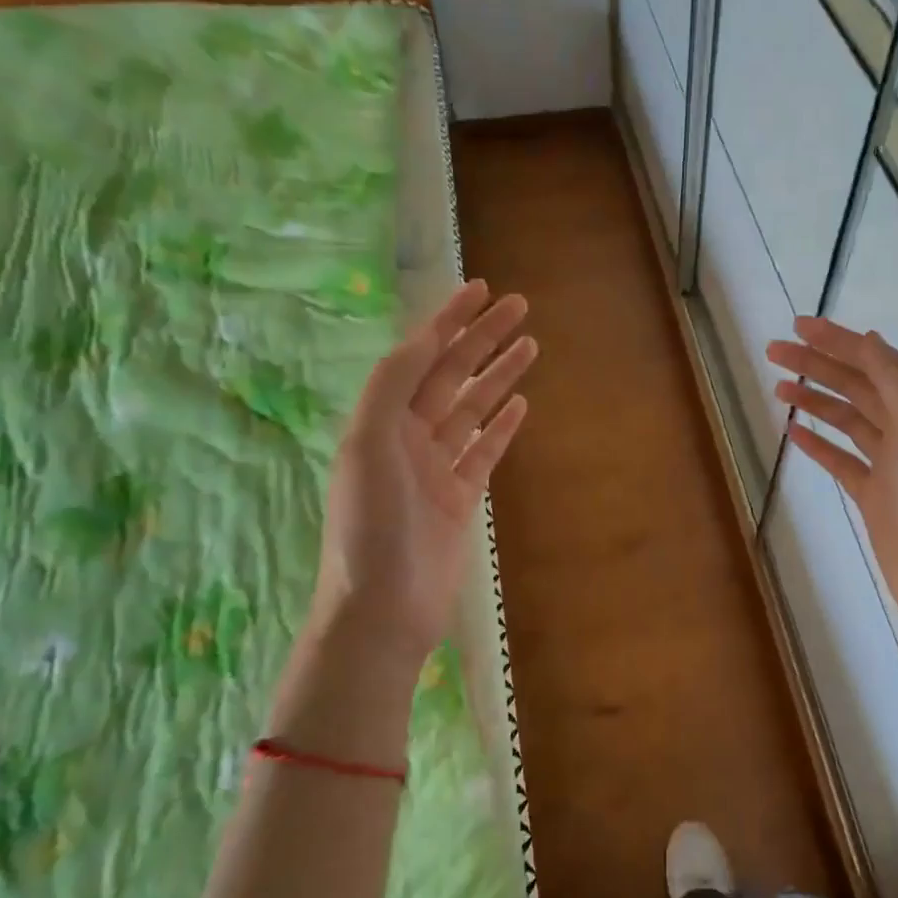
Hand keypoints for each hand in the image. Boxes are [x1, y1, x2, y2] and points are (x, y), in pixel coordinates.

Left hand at [311, 280, 535, 662]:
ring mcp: (435, 468)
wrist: (384, 608)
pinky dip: (502, 425)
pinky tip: (520, 404)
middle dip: (482, 339)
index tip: (481, 290)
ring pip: (472, 409)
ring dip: (498, 376)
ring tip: (530, 345)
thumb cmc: (370, 526)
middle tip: (520, 308)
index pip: (420, 356)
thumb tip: (423, 341)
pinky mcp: (459, 498)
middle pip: (451, 376)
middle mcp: (406, 437)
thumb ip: (391, 388)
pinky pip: (483, 451)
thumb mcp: (368, 445)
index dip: (449, 320)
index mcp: (380, 420)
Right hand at [767, 317, 897, 674]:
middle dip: (817, 366)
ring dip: (815, 399)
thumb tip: (869, 339)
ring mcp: (892, 465)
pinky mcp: (876, 496)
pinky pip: (843, 459)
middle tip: (773, 352)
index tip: (797, 326)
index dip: (837, 341)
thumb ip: (895, 381)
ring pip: (848, 420)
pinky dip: (820, 443)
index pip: (875, 362)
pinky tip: (794, 432)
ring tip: (778, 385)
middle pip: (857, 386)